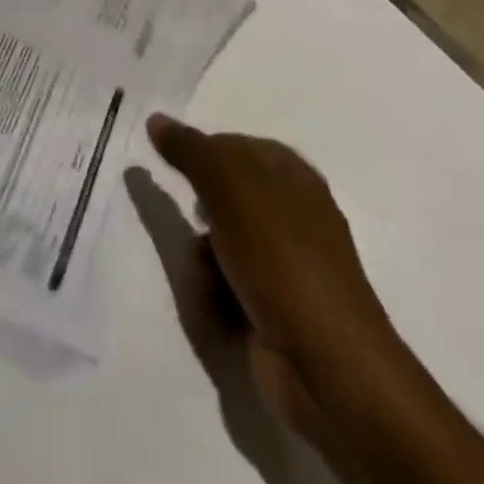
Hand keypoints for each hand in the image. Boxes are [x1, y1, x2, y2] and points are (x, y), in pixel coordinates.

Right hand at [145, 115, 483, 483]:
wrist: (327, 364)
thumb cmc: (280, 257)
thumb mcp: (229, 187)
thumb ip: (190, 149)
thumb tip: (156, 119)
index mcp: (291, 175)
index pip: (234, 145)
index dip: (204, 155)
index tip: (179, 170)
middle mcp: (290, 214)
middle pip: (222, 198)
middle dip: (200, 215)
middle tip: (197, 225)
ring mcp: (285, 265)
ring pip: (219, 245)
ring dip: (203, 263)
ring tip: (208, 282)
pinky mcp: (275, 309)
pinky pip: (227, 287)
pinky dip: (216, 297)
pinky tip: (219, 313)